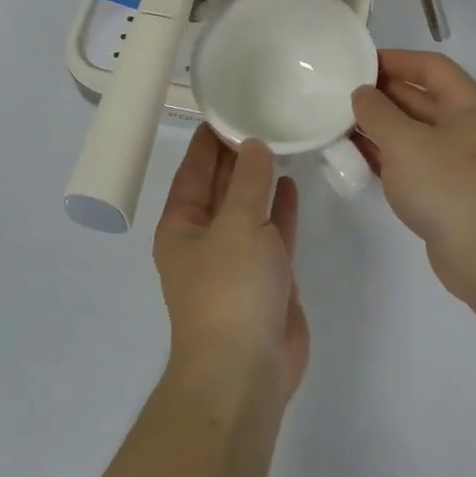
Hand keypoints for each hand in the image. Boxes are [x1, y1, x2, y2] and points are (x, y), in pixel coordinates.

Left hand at [153, 127, 307, 406]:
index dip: (210, 139)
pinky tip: (293, 183)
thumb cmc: (230, 290)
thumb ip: (250, 182)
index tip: (229, 106)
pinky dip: (282, 209)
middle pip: (222, 185)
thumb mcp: (238, 225)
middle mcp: (205, 237)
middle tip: (264, 114)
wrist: (246, 370)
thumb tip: (254, 146)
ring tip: (281, 141)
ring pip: (249, 208)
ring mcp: (237, 258)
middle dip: (238, 155)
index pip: (194, 169)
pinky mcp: (267, 277)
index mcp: (182, 224)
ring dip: (262, 179)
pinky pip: (273, 232)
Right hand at [352, 51, 475, 305]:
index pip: (430, 67)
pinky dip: (386, 157)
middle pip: (420, 99)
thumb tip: (362, 94)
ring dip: (379, 128)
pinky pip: (411, 162)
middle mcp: (467, 127)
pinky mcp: (446, 192)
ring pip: (412, 133)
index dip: (395, 59)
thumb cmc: (450, 186)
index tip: (357, 62)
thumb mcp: (406, 142)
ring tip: (338, 123)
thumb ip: (377, 112)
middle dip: (381, 95)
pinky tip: (356, 157)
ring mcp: (458, 162)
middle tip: (339, 93)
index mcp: (469, 104)